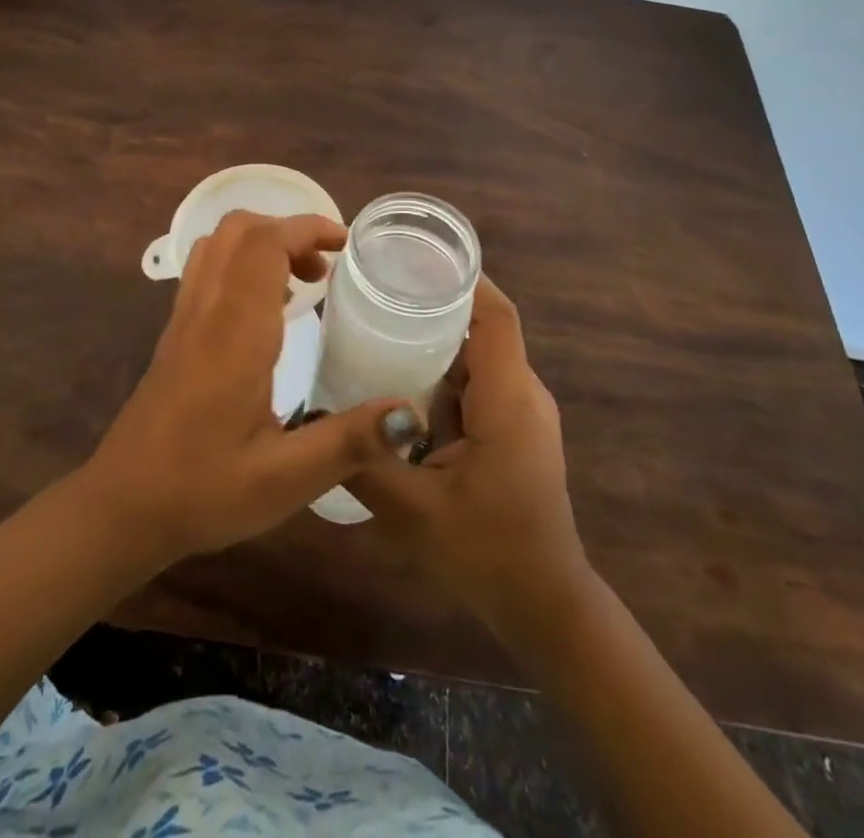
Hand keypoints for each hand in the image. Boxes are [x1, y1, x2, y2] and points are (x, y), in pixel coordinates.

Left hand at [79, 211, 416, 566]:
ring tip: (304, 284)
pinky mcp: (175, 332)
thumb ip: (349, 442)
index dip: (307, 228)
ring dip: (263, 244)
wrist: (123, 506)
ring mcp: (184, 317)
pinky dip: (242, 264)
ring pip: (218, 245)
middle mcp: (206, 310)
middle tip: (327, 268)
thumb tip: (411, 414)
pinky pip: (207, 270)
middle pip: (238, 230)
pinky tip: (268, 312)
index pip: (264, 243)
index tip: (346, 244)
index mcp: (235, 331)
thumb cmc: (203, 490)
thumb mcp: (285, 478)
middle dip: (288, 230)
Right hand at [347, 277, 591, 634]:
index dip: (463, 279)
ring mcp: (521, 413)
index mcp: (507, 398)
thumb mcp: (414, 510)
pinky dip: (441, 374)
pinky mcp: (513, 430)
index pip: (496, 316)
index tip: (416, 257)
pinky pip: (476, 384)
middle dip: (434, 305)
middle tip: (378, 291)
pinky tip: (399, 382)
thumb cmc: (488, 552)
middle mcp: (522, 394)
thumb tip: (318, 416)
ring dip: (435, 341)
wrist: (545, 606)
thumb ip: (366, 459)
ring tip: (380, 326)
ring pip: (476, 357)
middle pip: (482, 328)